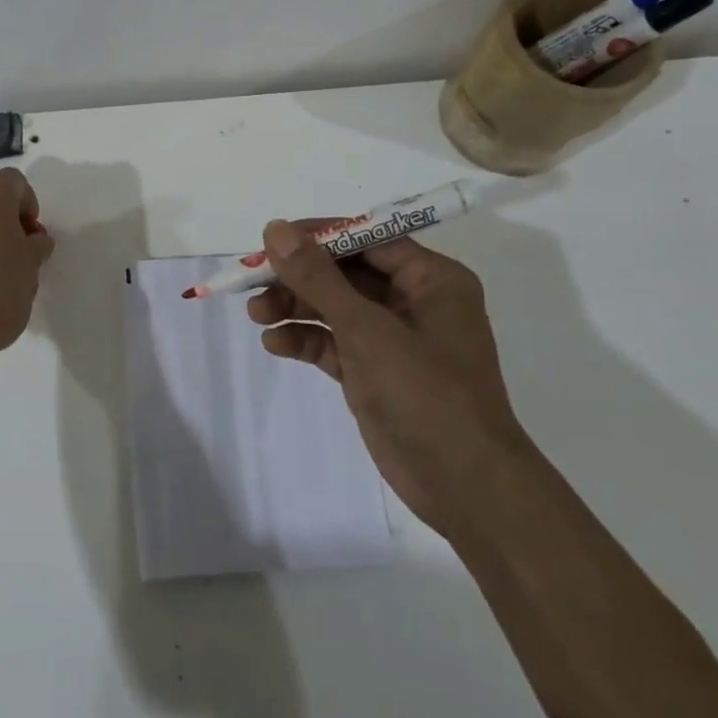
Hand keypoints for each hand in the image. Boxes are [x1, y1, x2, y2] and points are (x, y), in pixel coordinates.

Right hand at [246, 218, 529, 534]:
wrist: (465, 489)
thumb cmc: (426, 394)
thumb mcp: (366, 329)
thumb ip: (318, 278)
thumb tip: (275, 229)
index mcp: (430, 278)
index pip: (366, 239)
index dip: (316, 237)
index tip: (270, 241)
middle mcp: (413, 301)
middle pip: (344, 273)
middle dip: (298, 277)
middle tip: (252, 281)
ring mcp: (393, 339)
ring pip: (334, 308)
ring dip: (294, 308)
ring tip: (255, 315)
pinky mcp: (375, 372)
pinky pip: (334, 343)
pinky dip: (305, 340)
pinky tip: (275, 345)